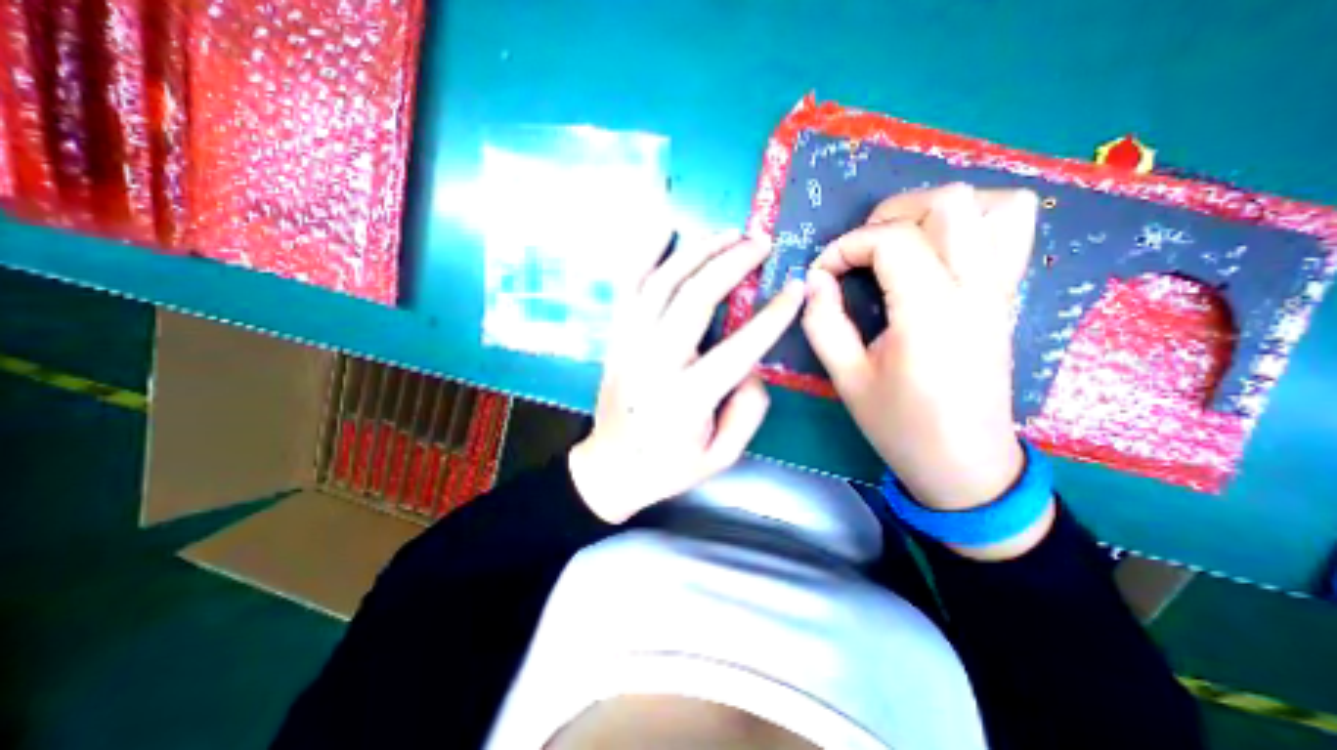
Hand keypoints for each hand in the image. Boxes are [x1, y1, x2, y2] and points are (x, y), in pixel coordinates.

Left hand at [567, 231, 802, 520]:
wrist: (609, 468)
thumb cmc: (668, 467)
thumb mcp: (721, 456)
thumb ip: (747, 411)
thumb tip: (751, 364)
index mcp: (685, 399)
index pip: (738, 348)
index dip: (772, 316)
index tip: (796, 288)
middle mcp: (653, 364)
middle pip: (693, 299)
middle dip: (731, 264)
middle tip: (760, 243)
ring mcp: (628, 346)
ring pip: (660, 284)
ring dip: (695, 251)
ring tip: (727, 232)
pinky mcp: (615, 339)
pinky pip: (628, 288)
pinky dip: (644, 254)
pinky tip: (664, 228)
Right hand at [796, 181, 1049, 556]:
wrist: (966, 463)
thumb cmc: (900, 426)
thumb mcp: (847, 379)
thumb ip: (824, 323)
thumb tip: (814, 281)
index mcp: (931, 313)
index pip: (891, 241)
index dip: (845, 247)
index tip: (821, 274)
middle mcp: (975, 289)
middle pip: (946, 204)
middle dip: (886, 216)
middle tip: (856, 253)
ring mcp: (1000, 289)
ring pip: (992, 204)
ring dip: (934, 211)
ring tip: (898, 242)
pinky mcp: (1007, 296)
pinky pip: (1011, 230)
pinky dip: (973, 221)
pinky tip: (937, 250)